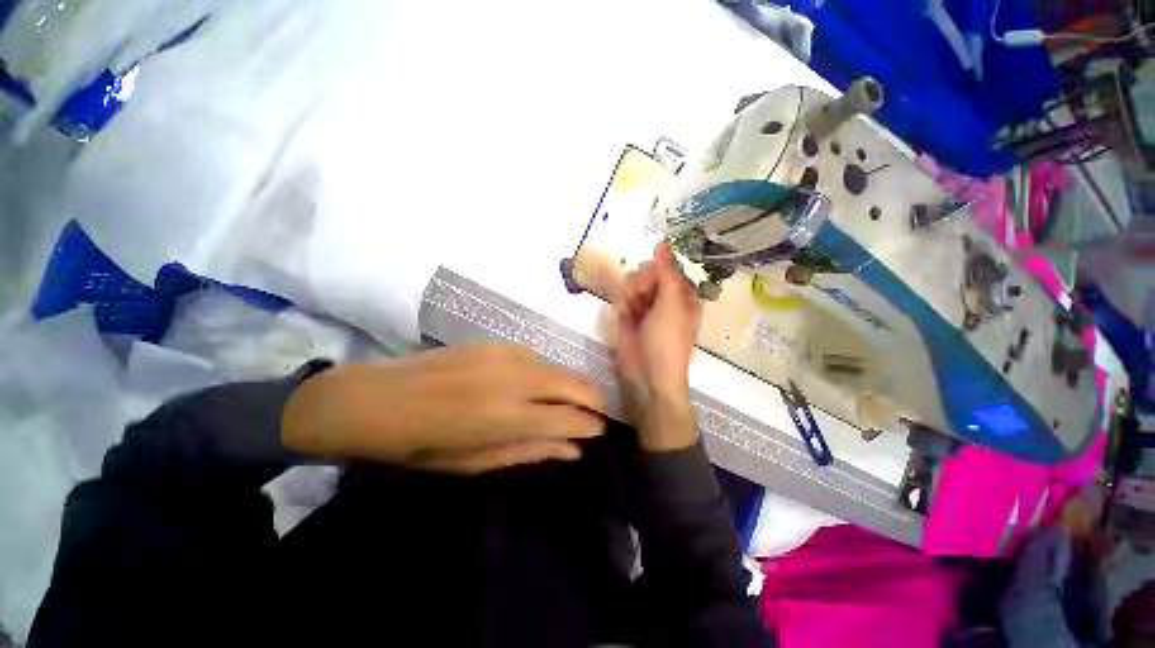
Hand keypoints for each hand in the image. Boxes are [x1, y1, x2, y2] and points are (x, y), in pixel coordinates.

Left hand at [282, 345, 607, 473]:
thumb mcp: (476, 462)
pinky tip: (546, 383)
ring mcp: (506, 356)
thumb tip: (572, 450)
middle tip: (600, 413)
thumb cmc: (423, 444)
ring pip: (559, 367)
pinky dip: (551, 371)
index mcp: (507, 417)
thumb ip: (530, 452)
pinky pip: (538, 357)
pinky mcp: (496, 344)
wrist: (377, 399)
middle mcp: (515, 380)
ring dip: (576, 383)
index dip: (591, 425)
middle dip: (595, 399)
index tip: (600, 432)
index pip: (569, 418)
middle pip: (573, 384)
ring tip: (579, 399)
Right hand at [613, 241, 702, 450]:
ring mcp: (645, 307)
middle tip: (639, 299)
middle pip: (646, 273)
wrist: (648, 376)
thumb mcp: (672, 304)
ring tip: (630, 312)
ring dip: (628, 295)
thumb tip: (663, 240)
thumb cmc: (667, 340)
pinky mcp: (629, 316)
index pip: (665, 266)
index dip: (655, 269)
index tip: (648, 279)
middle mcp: (664, 297)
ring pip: (631, 284)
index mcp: (681, 293)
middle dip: (639, 284)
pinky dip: (621, 305)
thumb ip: (667, 271)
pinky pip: (621, 298)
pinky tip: (623, 316)